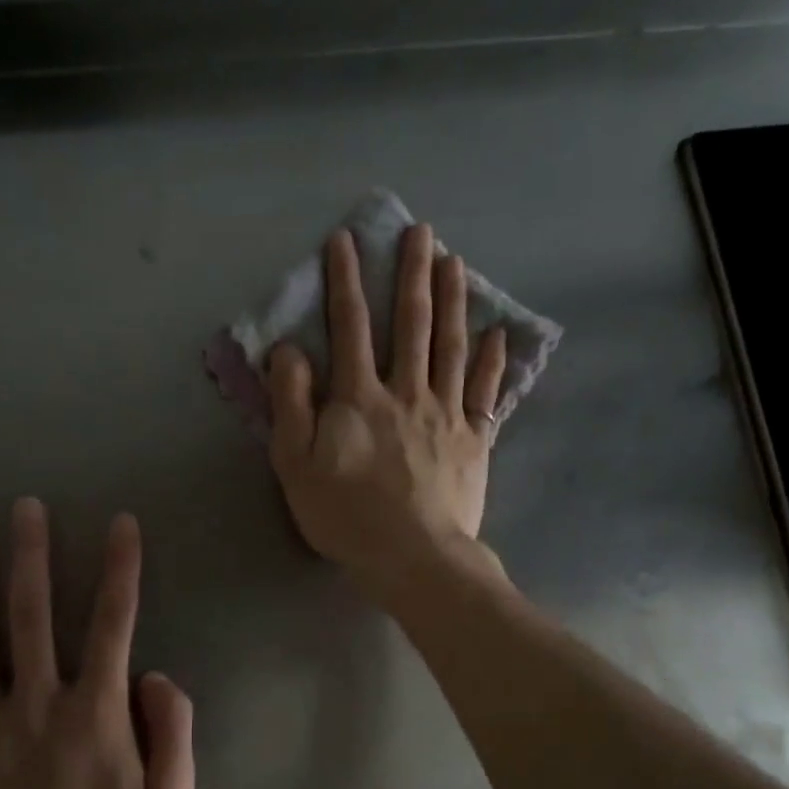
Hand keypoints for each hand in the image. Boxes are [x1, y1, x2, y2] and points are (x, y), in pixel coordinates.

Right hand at [267, 224, 508, 591]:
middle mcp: (406, 392)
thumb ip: (291, 404)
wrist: (413, 556)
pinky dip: (492, 360)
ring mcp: (445, 413)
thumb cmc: (346, 515)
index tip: (346, 241)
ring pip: (450, 346)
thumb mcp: (296, 464)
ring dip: (452, 300)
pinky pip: (484, 391)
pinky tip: (498, 333)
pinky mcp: (473, 439)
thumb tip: (289, 350)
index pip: (350, 327)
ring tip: (455, 262)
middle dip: (412, 274)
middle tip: (421, 231)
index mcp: (359, 398)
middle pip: (411, 324)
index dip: (346, 281)